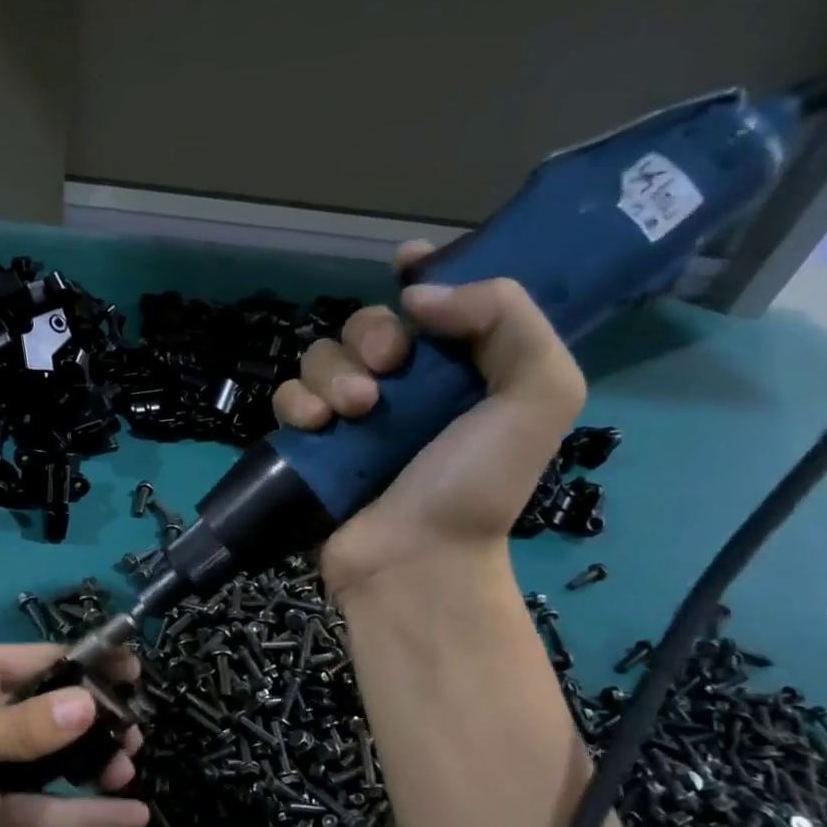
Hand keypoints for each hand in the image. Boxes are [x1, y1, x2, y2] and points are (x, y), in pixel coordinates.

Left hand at [0, 643, 146, 826]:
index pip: (39, 662)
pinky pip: (40, 811)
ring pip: (52, 764)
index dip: (88, 665)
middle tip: (137, 736)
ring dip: (95, 766)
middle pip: (53, 714)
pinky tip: (128, 819)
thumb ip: (12, 730)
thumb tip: (89, 707)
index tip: (138, 674)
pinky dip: (82, 815)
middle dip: (97, 721)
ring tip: (132, 771)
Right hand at [271, 243, 585, 598]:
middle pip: (368, 324)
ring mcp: (351, 419)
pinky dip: (297, 403)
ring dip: (333, 373)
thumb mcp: (537, 395)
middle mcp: (405, 388)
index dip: (422, 272)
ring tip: (354, 411)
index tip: (404, 264)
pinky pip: (289, 398)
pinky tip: (316, 426)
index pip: (438, 302)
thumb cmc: (477, 485)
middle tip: (388, 369)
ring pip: (322, 356)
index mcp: (462, 370)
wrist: (415, 563)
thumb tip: (417, 294)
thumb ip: (508, 318)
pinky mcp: (311, 446)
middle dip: (372, 335)